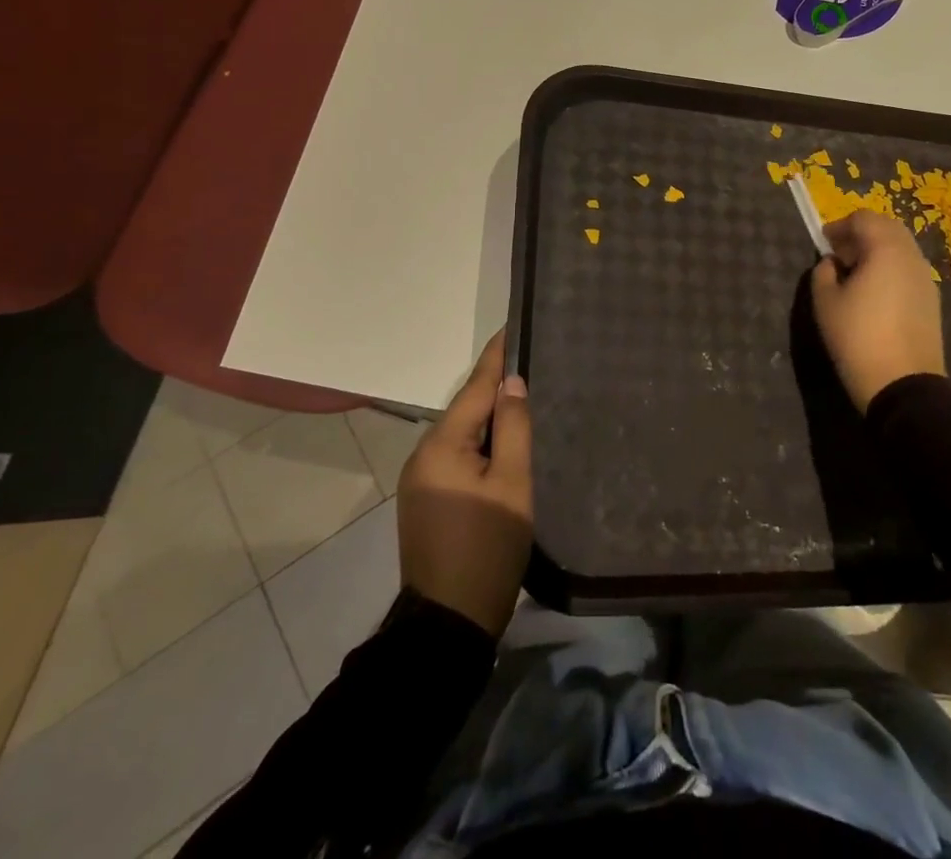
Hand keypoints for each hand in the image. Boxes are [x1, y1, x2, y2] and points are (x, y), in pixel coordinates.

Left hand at [397, 328, 532, 635]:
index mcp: (441, 445)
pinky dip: (479, 444)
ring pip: (461, 434)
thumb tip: (511, 383)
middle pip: (466, 409)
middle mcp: (422, 454)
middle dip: (496, 389)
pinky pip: (455, 457)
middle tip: (531, 365)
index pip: (475, 387)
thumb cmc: (487, 548)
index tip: (512, 326)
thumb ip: (513, 427)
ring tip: (523, 400)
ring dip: (489, 419)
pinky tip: (502, 444)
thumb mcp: (512, 484)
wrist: (448, 624)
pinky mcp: (424, 501)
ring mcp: (419, 480)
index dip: (496, 357)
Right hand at [810, 210, 946, 411]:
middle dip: (861, 234)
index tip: (823, 242)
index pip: (863, 218)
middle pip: (886, 228)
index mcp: (886, 249)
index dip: (840, 226)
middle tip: (839, 255)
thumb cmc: (858, 337)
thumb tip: (832, 263)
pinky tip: (874, 294)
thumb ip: (823, 272)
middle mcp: (911, 256)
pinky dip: (890, 269)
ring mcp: (926, 279)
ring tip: (855, 275)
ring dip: (877, 251)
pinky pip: (908, 270)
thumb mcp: (825, 302)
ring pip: (900, 249)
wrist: (903, 385)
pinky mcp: (932, 300)